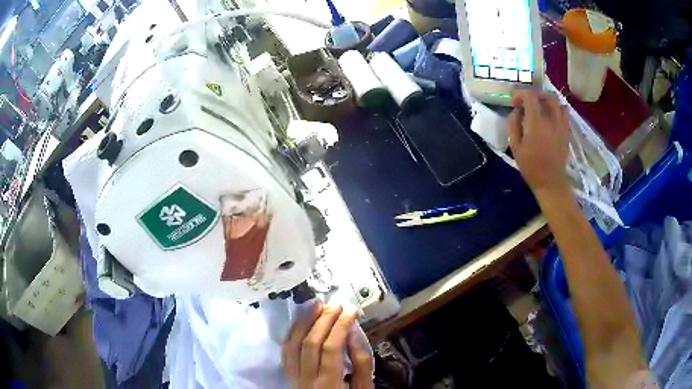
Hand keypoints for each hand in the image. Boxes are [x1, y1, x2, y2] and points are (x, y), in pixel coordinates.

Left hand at [282, 303, 373, 388]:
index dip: (340, 326)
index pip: (331, 348)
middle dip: (323, 320)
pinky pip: (285, 352)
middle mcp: (306, 379)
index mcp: (328, 384)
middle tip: (335, 305)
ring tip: (316, 306)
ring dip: (304, 322)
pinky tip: (300, 323)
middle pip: (309, 343)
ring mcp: (293, 378)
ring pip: (292, 344)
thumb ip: (361, 364)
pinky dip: (291, 334)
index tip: (351, 311)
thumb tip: (353, 334)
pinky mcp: (289, 376)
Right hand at [508, 90, 570, 193]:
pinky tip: (550, 117)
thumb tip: (516, 111)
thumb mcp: (515, 147)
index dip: (520, 93)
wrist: (551, 182)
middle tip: (528, 102)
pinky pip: (564, 112)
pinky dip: (556, 109)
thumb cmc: (531, 166)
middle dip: (535, 95)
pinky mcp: (566, 131)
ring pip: (557, 102)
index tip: (514, 101)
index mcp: (536, 123)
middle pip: (546, 95)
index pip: (530, 96)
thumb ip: (514, 125)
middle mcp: (551, 120)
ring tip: (540, 108)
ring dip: (546, 101)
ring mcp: (561, 125)